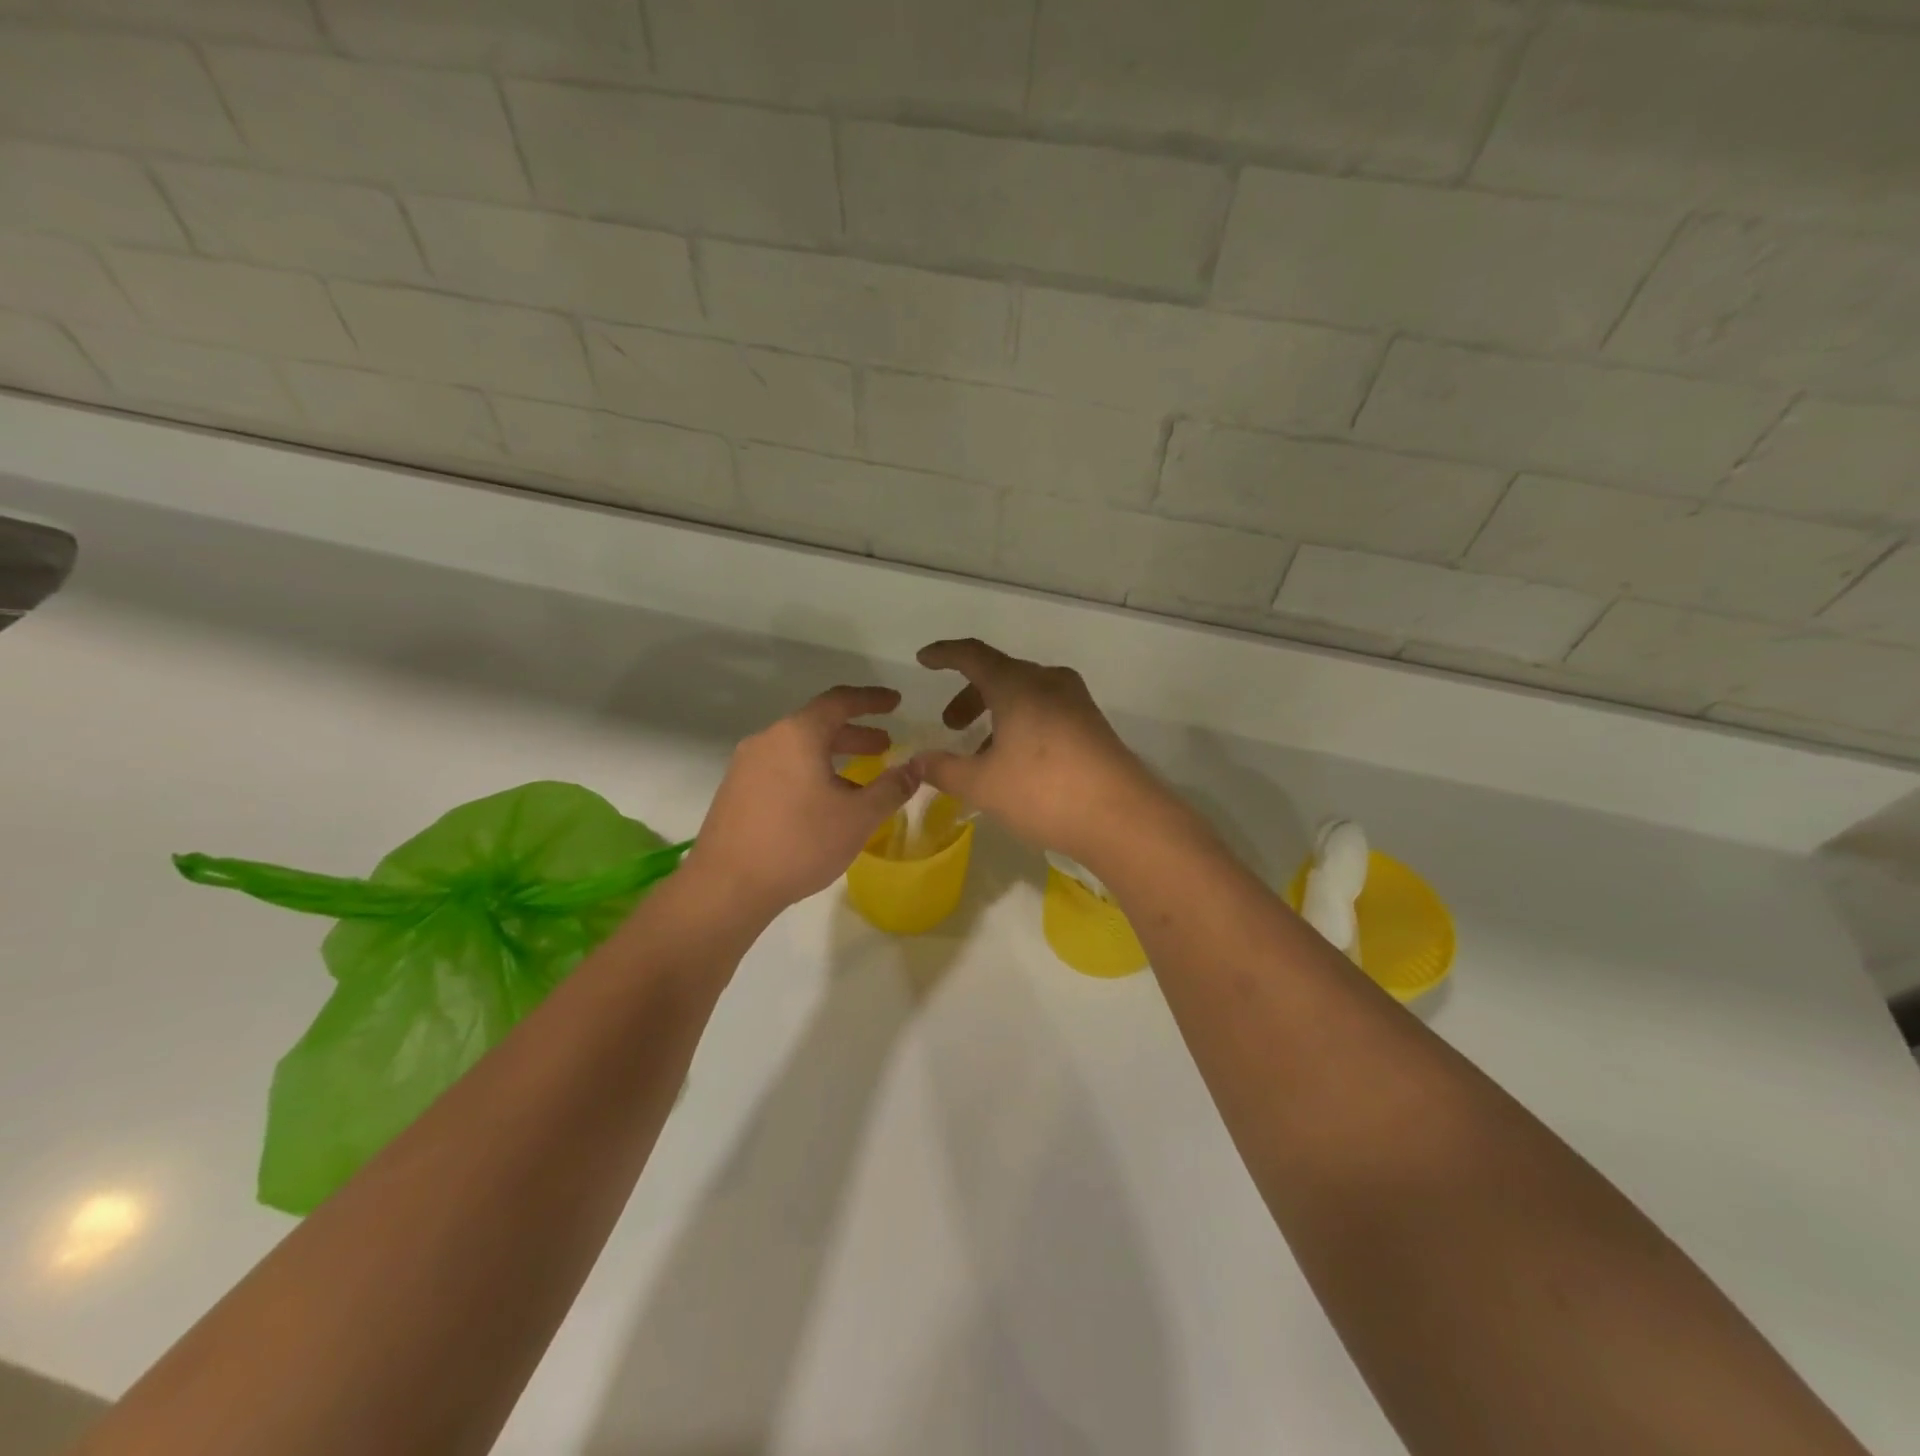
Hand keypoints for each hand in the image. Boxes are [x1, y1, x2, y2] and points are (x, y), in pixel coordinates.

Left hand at [687, 685, 920, 918]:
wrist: (726, 886)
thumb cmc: (799, 843)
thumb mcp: (858, 817)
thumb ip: (892, 788)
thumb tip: (917, 767)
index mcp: (797, 735)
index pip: (840, 701)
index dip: (872, 699)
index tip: (896, 702)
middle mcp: (768, 740)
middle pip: (818, 725)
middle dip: (855, 733)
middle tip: (885, 746)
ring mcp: (746, 766)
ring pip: (798, 749)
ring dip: (833, 756)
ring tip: (860, 780)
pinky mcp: (736, 791)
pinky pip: (782, 769)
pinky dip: (810, 772)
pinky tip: (824, 804)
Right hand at [913, 639, 1164, 866]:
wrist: (1122, 817)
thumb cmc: (1043, 792)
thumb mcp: (983, 785)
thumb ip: (944, 769)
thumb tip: (916, 760)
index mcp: (1017, 685)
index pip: (973, 655)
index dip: (945, 654)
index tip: (924, 660)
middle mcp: (1049, 682)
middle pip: (1000, 674)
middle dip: (970, 696)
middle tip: (952, 725)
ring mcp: (1077, 702)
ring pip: (1026, 694)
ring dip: (997, 714)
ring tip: (982, 753)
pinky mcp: (1093, 725)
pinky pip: (1047, 711)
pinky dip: (1022, 724)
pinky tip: (1017, 762)